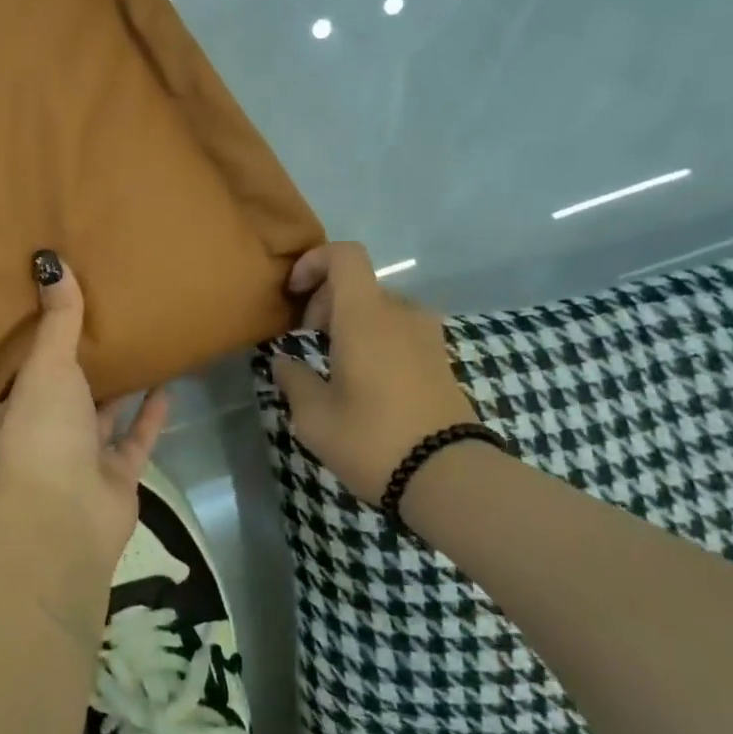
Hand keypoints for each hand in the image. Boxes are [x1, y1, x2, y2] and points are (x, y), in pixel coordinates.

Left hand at [0, 250, 169, 572]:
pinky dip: (150, 417)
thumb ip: (58, 318)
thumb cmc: (43, 431)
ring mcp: (81, 461)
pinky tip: (167, 388)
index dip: (36, 349)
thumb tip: (49, 259)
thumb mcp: (47, 365)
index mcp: (13, 413)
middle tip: (106, 327)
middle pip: (64, 395)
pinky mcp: (116, 479)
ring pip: (102, 418)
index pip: (22, 375)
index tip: (54, 318)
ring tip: (139, 352)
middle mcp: (44, 436)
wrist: (65, 516)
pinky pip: (135, 441)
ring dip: (119, 391)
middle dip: (81, 368)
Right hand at [272, 242, 477, 505]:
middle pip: (358, 283)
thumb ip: (293, 379)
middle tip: (306, 340)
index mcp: (365, 316)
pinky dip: (375, 339)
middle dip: (324, 301)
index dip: (314, 262)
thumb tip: (283, 361)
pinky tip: (365, 380)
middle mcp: (400, 314)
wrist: (449, 478)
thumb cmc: (372, 439)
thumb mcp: (314, 416)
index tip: (293, 293)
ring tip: (334, 363)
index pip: (345, 255)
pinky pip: (399, 330)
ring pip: (379, 308)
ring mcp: (426, 336)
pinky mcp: (440, 359)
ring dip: (351, 322)